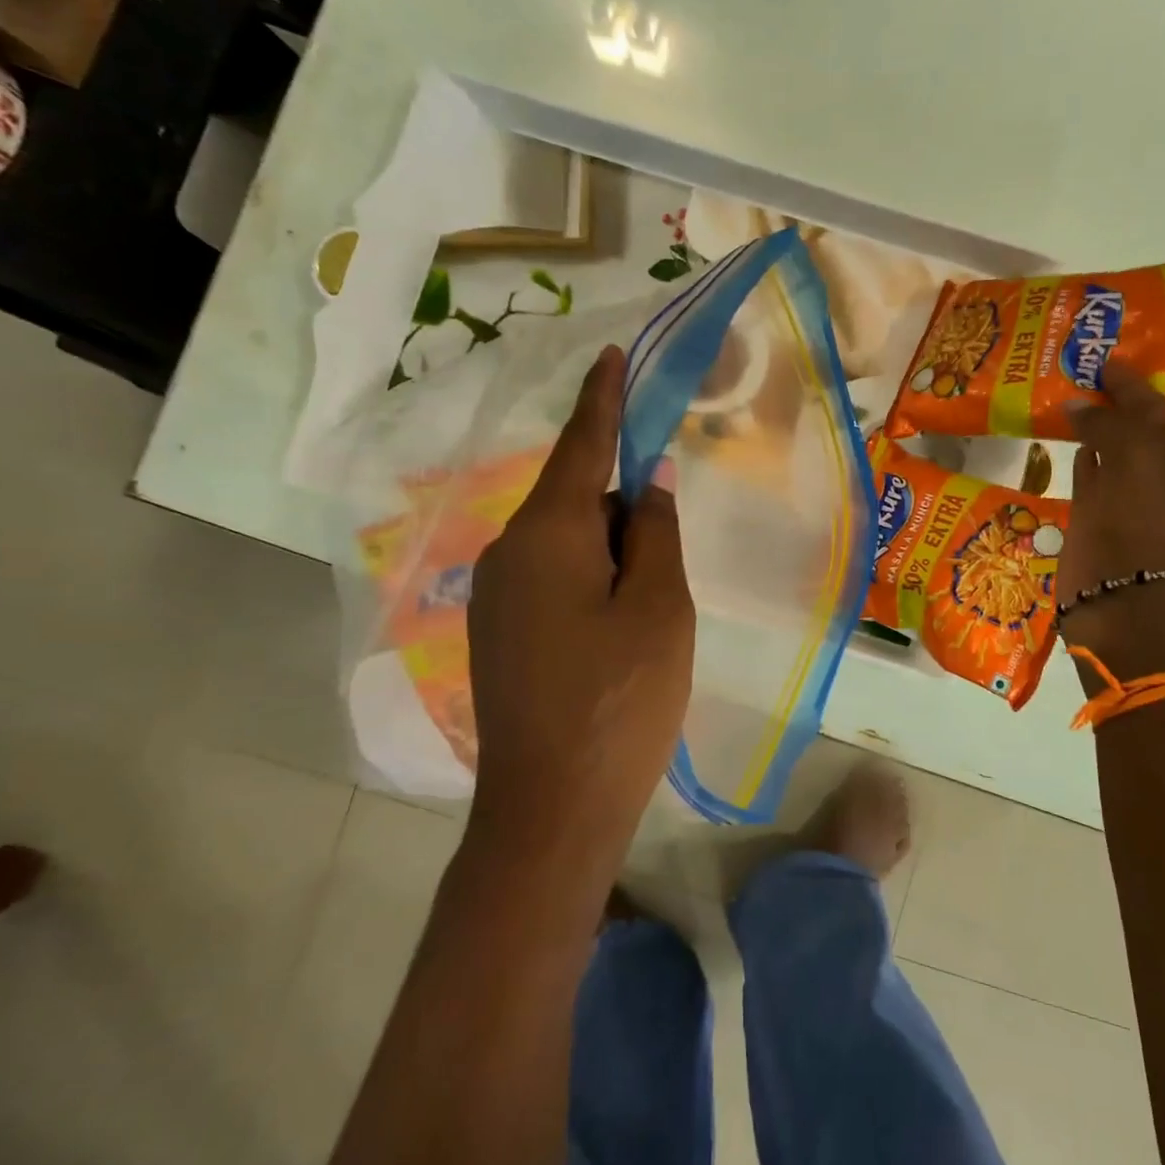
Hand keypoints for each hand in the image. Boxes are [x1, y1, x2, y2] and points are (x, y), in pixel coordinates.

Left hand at [464, 345, 695, 876]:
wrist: (551, 809)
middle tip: (669, 560)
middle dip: (624, 509)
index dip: (601, 399)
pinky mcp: (498, 634)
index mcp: (548, 535)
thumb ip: (654, 533)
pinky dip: (592, 583)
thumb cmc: (620, 701)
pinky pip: (552, 580)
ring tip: (649, 611)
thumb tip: (643, 481)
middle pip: (576, 499)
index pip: (581, 446)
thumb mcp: (659, 608)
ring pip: (566, 544)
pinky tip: (618, 636)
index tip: (609, 355)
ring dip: (612, 554)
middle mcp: (508, 553)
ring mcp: (495, 597)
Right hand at [1062, 358, 1164, 677]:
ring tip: (1060, 398)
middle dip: (1109, 401)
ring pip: (1107, 451)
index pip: (1156, 406)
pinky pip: (1086, 478)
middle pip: (1133, 427)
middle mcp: (1162, 475)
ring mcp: (1128, 500)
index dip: (1129, 382)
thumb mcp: (1138, 458)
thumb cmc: (1148, 526)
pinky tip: (1062, 442)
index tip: (1100, 358)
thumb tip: (1076, 405)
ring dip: (1089, 428)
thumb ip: (1108, 424)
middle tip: (1074, 371)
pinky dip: (1076, 459)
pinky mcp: (1097, 522)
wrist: (1133, 607)